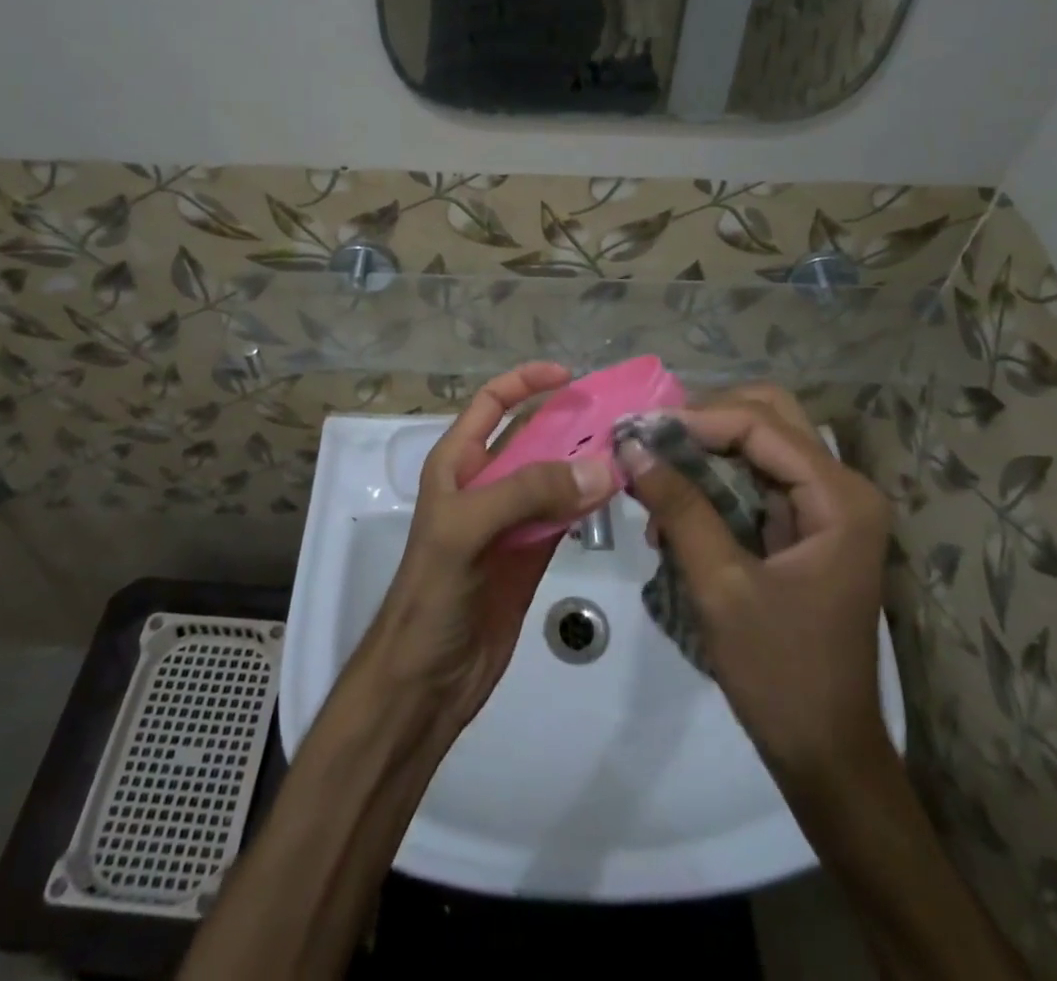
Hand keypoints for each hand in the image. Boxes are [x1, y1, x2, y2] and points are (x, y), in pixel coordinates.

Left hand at [357, 363, 617, 739]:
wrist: (425, 680)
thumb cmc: (431, 594)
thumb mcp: (467, 530)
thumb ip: (529, 493)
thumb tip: (603, 467)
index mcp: (456, 463)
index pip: (491, 404)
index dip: (526, 382)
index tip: (571, 376)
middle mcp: (485, 483)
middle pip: (532, 436)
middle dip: (571, 420)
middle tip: (621, 414)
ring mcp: (511, 520)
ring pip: (555, 476)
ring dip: (587, 462)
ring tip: (631, 448)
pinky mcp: (532, 554)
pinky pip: (565, 515)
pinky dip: (590, 503)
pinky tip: (619, 494)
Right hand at [618, 385, 892, 786]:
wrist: (825, 753)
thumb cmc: (781, 673)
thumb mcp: (721, 586)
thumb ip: (679, 509)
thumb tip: (632, 447)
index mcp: (839, 497)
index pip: (760, 424)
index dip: (696, 419)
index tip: (638, 433)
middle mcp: (840, 488)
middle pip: (767, 416)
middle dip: (705, 421)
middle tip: (651, 442)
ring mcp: (825, 506)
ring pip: (758, 443)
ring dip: (704, 450)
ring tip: (653, 475)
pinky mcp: (804, 527)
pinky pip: (754, 478)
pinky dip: (712, 480)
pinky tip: (672, 509)